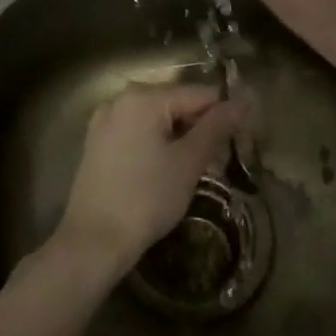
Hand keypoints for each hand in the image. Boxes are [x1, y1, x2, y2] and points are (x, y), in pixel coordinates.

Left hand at [55, 82, 244, 278]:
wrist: (93, 242)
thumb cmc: (146, 198)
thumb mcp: (188, 162)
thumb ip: (216, 128)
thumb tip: (241, 103)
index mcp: (144, 96)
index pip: (199, 94)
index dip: (224, 115)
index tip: (242, 141)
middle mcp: (121, 98)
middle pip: (176, 103)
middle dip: (201, 128)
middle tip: (220, 162)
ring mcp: (106, 120)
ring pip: (157, 120)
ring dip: (181, 139)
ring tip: (197, 170)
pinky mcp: (98, 143)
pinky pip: (138, 132)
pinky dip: (157, 145)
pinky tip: (168, 172)